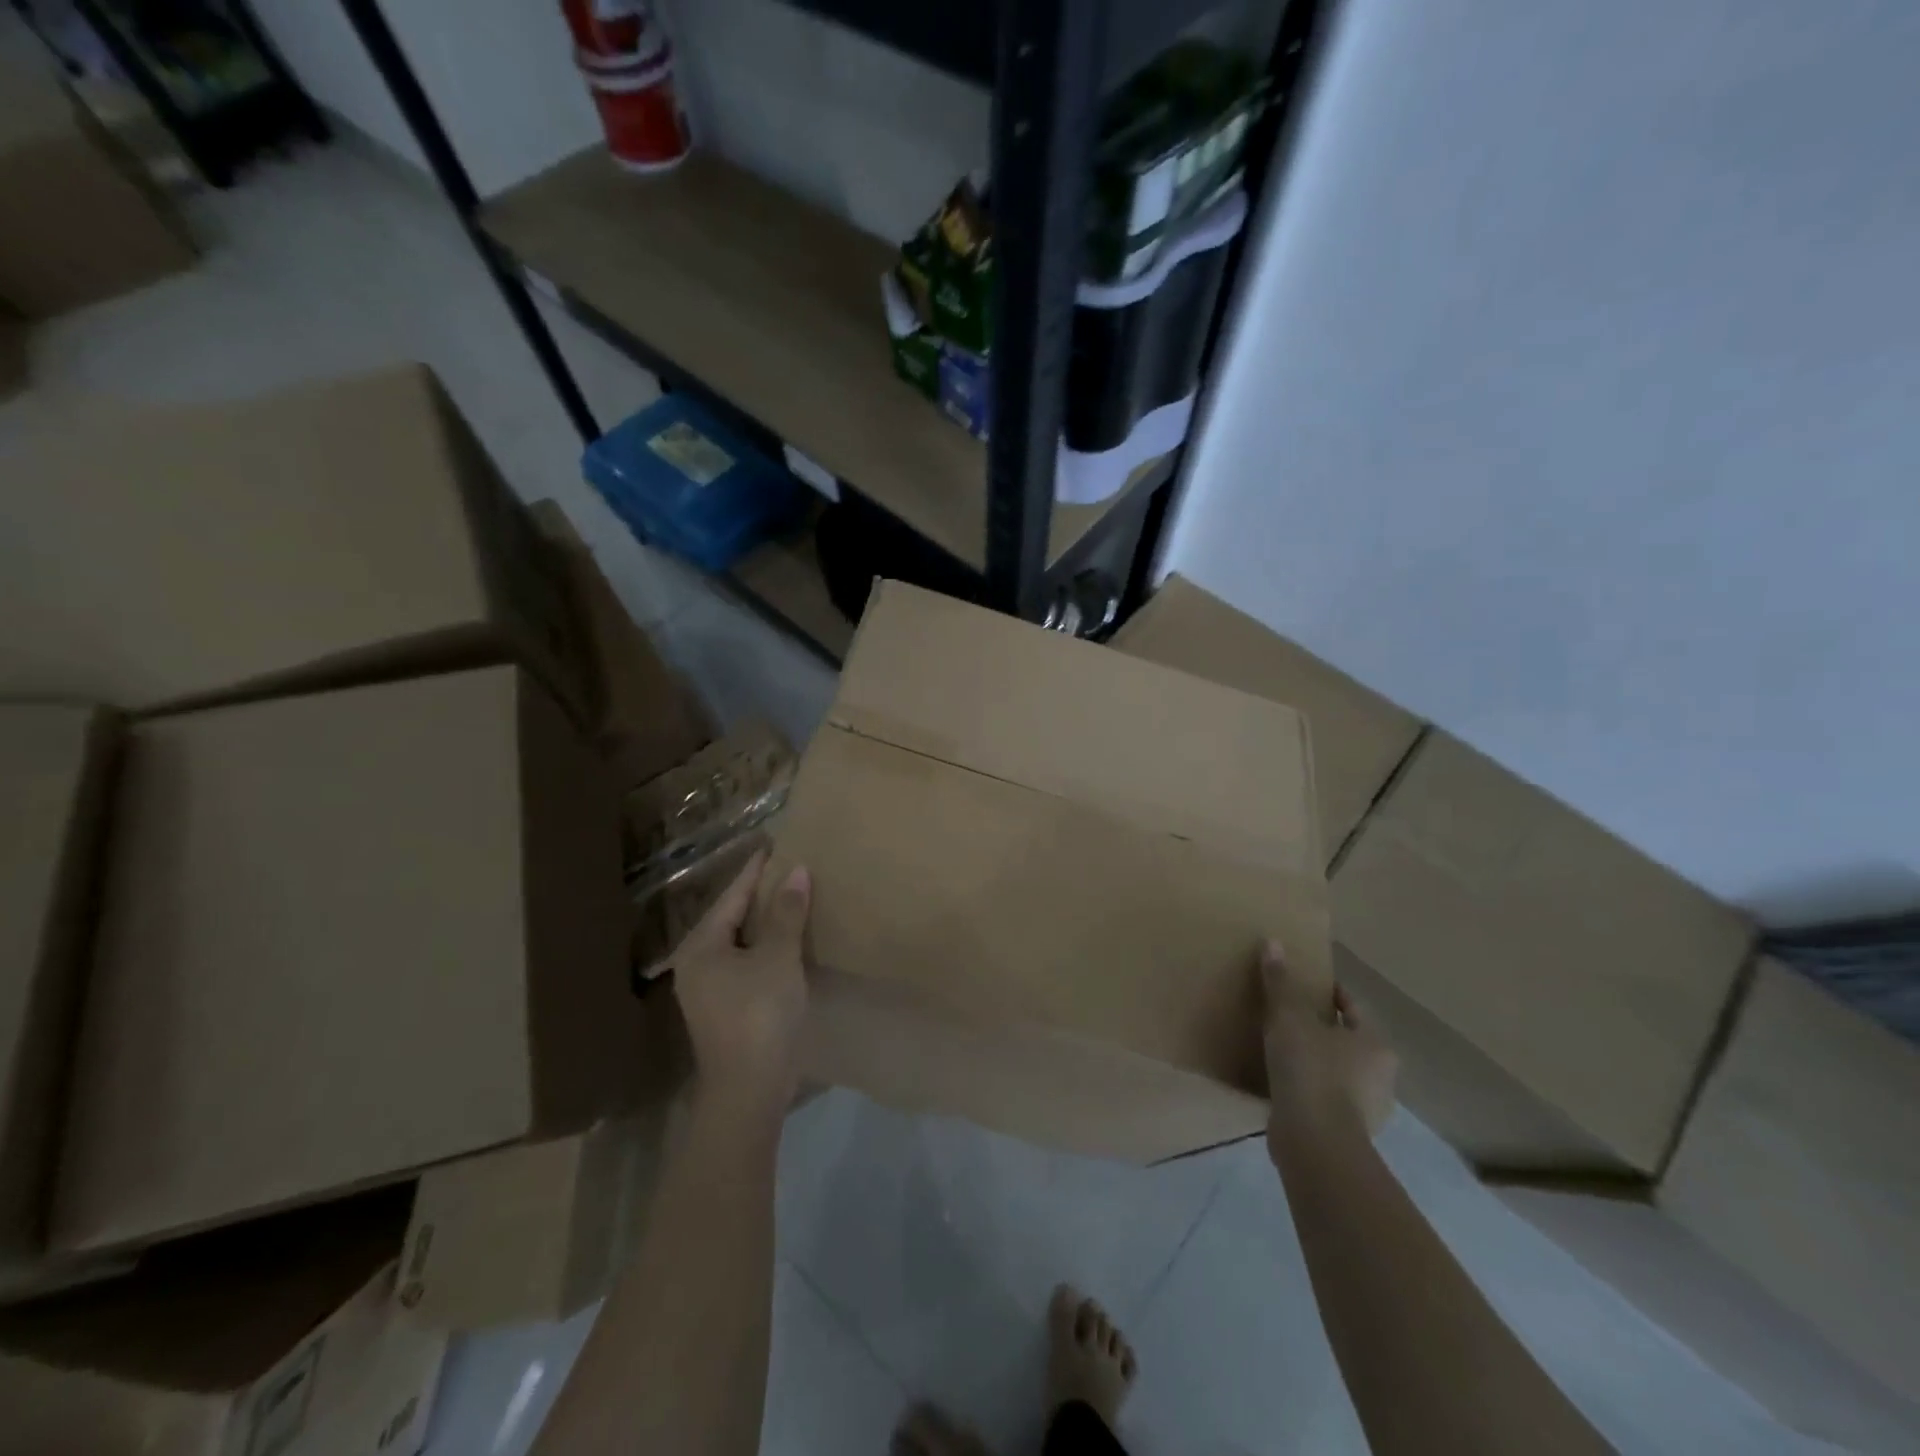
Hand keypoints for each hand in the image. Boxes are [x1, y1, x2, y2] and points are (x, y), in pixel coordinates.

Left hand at [670, 848, 810, 1121]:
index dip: (755, 870)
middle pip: (731, 918)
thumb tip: (796, 871)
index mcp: (701, 947)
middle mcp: (696, 964)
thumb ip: (787, 913)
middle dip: (759, 894)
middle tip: (786, 868)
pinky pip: (746, 963)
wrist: (749, 1091)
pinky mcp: (725, 1010)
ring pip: (739, 943)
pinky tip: (786, 943)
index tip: (772, 845)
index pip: (732, 896)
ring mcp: (708, 991)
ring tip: (790, 899)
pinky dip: (765, 947)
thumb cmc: (760, 1015)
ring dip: (764, 922)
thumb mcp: (778, 958)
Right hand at [1260, 939, 1396, 1153]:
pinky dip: (1309, 1089)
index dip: (1327, 992)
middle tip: (1287, 1015)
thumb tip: (1273, 942)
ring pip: (1338, 1071)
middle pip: (1347, 1040)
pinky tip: (1283, 1084)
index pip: (1351, 1006)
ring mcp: (1367, 1109)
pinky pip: (1325, 1099)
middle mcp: (1381, 1076)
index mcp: (1375, 1044)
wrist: (1315, 1144)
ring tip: (1281, 1049)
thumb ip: (1280, 983)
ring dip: (1316, 1060)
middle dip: (1321, 1028)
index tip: (1301, 984)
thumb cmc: (1310, 1071)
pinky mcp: (1346, 1133)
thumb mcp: (1288, 1019)